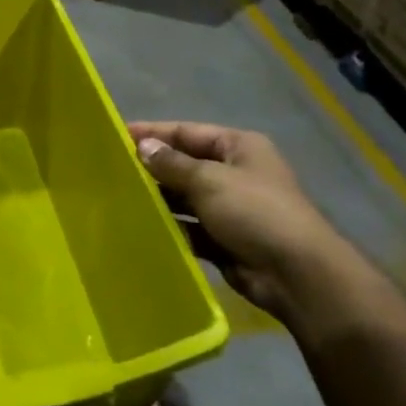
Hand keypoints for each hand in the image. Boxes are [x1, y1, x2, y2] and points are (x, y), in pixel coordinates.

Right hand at [130, 122, 352, 325]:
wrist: (296, 273)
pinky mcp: (224, 239)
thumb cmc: (255, 212)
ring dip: (158, 200)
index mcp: (239, 147)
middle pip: (184, 165)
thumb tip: (143, 147)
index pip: (187, 132)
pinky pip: (189, 228)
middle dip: (152, 168)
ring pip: (184, 198)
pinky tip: (140, 229)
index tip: (116, 136)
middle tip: (110, 171)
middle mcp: (234, 173)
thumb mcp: (210, 180)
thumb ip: (172, 164)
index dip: (152, 133)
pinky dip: (169, 228)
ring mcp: (230, 208)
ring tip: (117, 199)